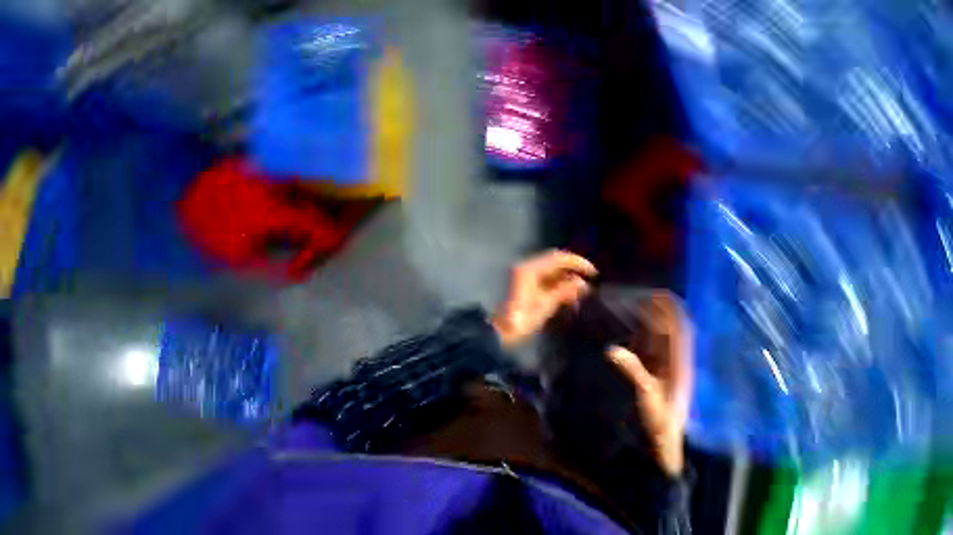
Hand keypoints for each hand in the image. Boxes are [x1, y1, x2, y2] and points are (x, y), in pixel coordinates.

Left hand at [492, 250, 597, 348]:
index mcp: (529, 270)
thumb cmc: (520, 320)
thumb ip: (563, 291)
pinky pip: (541, 275)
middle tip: (587, 280)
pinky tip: (563, 292)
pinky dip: (554, 281)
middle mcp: (524, 266)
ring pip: (548, 268)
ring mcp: (521, 272)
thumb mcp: (544, 307)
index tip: (592, 273)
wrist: (497, 330)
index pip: (557, 258)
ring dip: (563, 276)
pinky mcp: (520, 280)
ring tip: (577, 290)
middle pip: (552, 261)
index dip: (577, 263)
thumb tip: (582, 283)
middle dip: (571, 269)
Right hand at [607, 291, 692, 475]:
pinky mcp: (650, 363)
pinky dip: (635, 326)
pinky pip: (644, 338)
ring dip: (642, 314)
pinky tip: (620, 321)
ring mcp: (661, 359)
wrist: (660, 440)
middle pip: (667, 322)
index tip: (651, 293)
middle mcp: (672, 355)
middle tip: (627, 295)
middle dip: (652, 307)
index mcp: (679, 361)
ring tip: (621, 303)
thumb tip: (612, 351)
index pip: (679, 326)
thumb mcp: (648, 400)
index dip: (668, 308)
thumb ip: (634, 375)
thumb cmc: (659, 422)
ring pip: (656, 329)